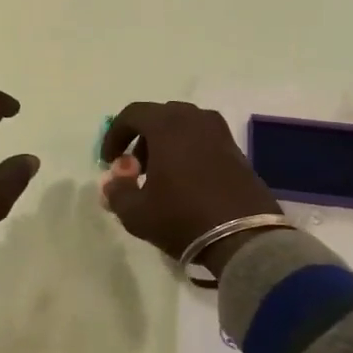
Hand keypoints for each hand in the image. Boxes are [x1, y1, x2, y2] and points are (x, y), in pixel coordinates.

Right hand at [100, 101, 282, 274]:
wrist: (244, 238)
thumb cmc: (182, 217)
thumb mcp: (136, 212)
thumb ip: (117, 192)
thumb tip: (113, 182)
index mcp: (168, 125)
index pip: (132, 114)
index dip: (115, 135)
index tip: (109, 160)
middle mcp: (195, 119)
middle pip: (160, 117)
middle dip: (142, 139)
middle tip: (135, 169)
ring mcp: (220, 133)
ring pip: (184, 128)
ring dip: (166, 145)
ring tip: (161, 177)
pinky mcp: (237, 151)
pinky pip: (204, 141)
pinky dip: (189, 152)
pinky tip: (186, 183)